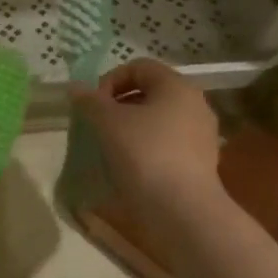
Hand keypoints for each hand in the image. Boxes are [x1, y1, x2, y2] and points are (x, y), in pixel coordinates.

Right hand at [71, 59, 222, 212]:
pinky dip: (147, 147)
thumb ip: (90, 101)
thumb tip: (75, 88)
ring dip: (132, 127)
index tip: (93, 105)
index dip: (110, 79)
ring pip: (159, 119)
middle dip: (119, 105)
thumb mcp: (108, 122)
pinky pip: (168, 143)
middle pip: (150, 92)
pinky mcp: (201, 162)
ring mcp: (202, 134)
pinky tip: (132, 166)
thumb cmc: (145, 154)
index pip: (139, 67)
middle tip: (98, 125)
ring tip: (112, 147)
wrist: (182, 209)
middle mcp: (195, 104)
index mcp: (176, 86)